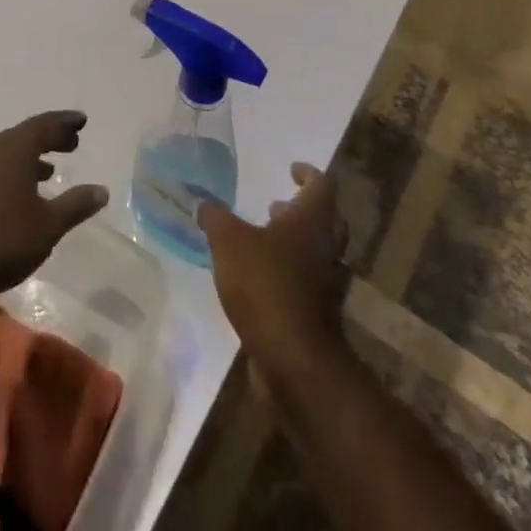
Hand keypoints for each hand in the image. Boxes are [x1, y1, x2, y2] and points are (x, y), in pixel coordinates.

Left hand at [0, 111, 109, 311]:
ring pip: (9, 150)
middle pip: (26, 134)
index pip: (45, 124)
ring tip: (51, 168)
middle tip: (72, 142)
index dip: (65, 122)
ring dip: (32, 155)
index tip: (82, 120)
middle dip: (51, 137)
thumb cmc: (0, 242)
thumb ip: (75, 205)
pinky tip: (21, 191)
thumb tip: (101, 190)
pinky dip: (14, 169)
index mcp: (14, 148)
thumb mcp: (47, 227)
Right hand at [198, 163, 348, 393]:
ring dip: (292, 243)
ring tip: (261, 240)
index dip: (307, 173)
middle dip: (300, 210)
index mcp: (312, 221)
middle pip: (324, 220)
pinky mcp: (316, 315)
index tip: (291, 169)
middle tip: (276, 206)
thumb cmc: (266, 285)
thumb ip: (216, 218)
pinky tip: (257, 278)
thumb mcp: (229, 241)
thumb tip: (204, 203)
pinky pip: (304, 283)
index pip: (321, 184)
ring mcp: (325, 284)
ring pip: (315, 253)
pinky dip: (286, 273)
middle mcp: (325, 248)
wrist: (295, 360)